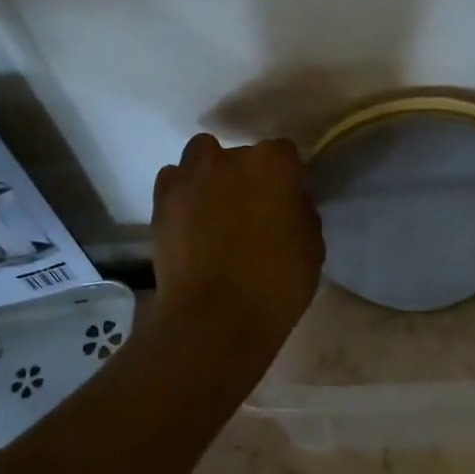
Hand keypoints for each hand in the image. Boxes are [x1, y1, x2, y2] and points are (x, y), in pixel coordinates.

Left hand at [152, 133, 324, 395]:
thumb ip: (302, 213)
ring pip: (202, 155)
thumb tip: (289, 203)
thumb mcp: (312, 248)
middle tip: (251, 211)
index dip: (287, 179)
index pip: (285, 154)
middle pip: (243, 155)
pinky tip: (189, 218)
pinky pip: (174, 179)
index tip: (287, 203)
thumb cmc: (275, 285)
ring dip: (211, 173)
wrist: (214, 319)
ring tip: (215, 207)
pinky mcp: (162, 199)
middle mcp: (230, 157)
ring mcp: (191, 175)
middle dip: (249, 176)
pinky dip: (182, 191)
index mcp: (274, 164)